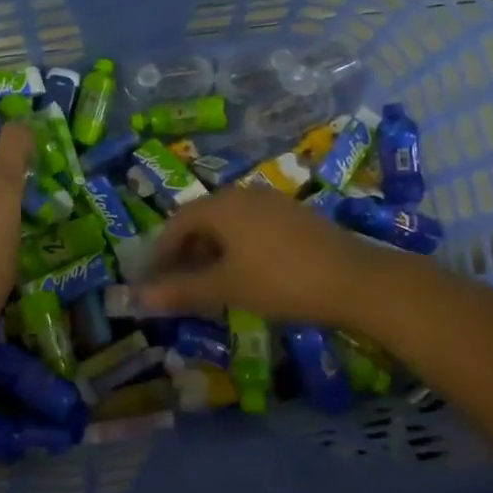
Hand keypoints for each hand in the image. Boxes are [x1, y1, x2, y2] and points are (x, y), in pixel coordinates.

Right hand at [141, 188, 375, 323]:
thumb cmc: (279, 280)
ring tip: (209, 282)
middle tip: (177, 283)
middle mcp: (243, 195)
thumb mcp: (226, 288)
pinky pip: (252, 227)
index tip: (151, 279)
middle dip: (185, 252)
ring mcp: (272, 203)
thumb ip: (180, 291)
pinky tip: (245, 273)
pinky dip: (237, 248)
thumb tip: (137, 297)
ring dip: (212, 251)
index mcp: (221, 205)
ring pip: (229, 224)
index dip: (160, 252)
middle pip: (202, 220)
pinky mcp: (295, 216)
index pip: (177, 223)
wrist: (354, 280)